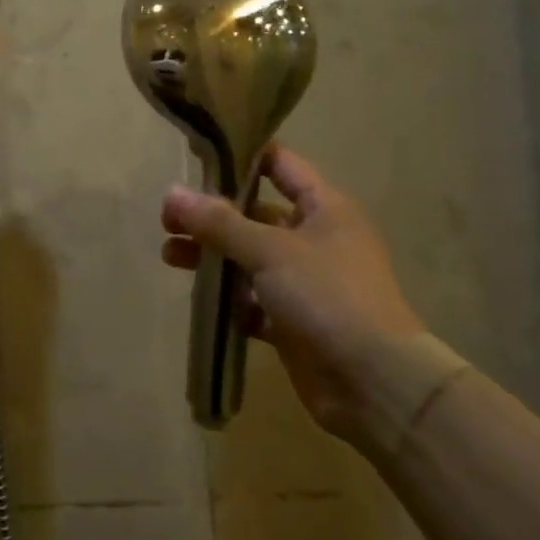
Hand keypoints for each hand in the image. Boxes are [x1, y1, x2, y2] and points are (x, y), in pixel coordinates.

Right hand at [160, 146, 425, 444]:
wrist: (372, 382)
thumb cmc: (328, 297)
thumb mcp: (270, 251)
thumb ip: (219, 223)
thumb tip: (171, 193)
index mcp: (325, 209)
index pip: (280, 165)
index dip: (241, 157)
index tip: (196, 159)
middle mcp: (316, 239)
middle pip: (254, 215)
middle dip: (211, 216)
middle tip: (167, 220)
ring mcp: (305, 282)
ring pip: (248, 259)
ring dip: (211, 256)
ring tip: (169, 256)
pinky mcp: (292, 320)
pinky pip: (251, 300)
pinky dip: (228, 299)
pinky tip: (200, 300)